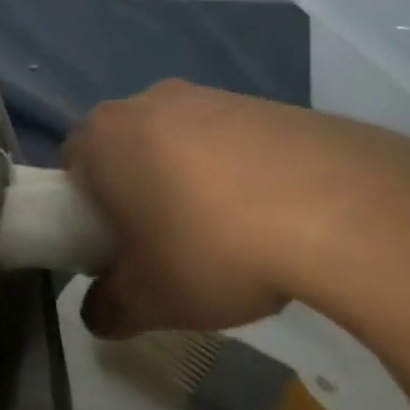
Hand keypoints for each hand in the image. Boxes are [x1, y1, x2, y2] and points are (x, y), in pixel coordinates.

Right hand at [65, 80, 409, 336]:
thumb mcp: (149, 300)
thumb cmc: (211, 246)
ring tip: (229, 237)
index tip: (116, 249)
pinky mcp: (265, 103)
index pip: (71, 168)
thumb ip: (108, 309)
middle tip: (165, 245)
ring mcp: (210, 96)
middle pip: (125, 150)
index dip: (86, 212)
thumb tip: (99, 313)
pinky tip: (271, 218)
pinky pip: (231, 142)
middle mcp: (146, 102)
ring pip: (178, 143)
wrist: (339, 207)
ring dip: (189, 182)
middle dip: (137, 193)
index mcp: (102, 136)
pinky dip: (238, 174)